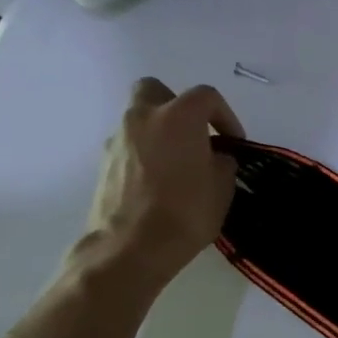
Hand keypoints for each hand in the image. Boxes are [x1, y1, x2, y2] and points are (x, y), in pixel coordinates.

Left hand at [81, 78, 242, 289]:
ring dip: (159, 132)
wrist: (131, 248)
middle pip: (155, 90)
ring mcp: (118, 140)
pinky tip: (159, 182)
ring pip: (139, 119)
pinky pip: (130, 146)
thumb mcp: (222, 186)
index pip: (206, 96)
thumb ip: (221, 161)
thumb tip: (214, 156)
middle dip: (176, 104)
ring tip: (179, 164)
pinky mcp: (104, 164)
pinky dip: (145, 153)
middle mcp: (143, 118)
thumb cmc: (186, 212)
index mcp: (178, 117)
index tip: (233, 142)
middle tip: (194, 133)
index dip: (225, 115)